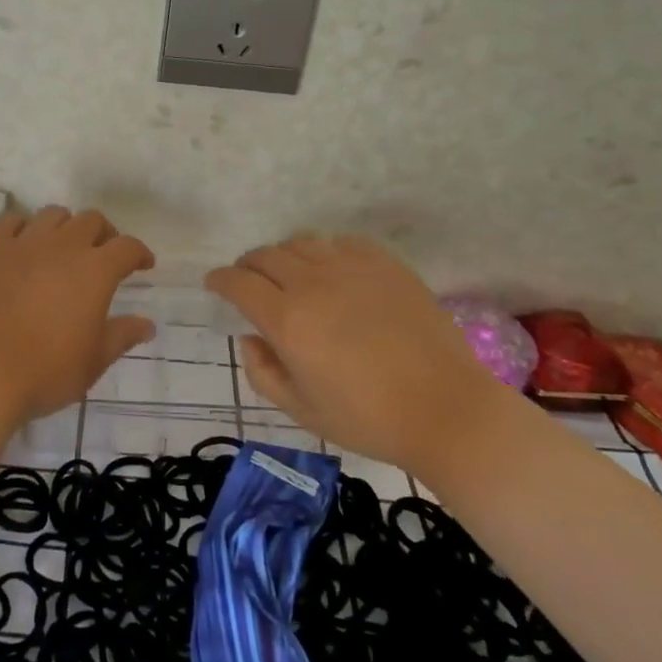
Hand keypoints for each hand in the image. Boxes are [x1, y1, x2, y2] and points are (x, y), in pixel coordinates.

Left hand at [0, 207, 154, 424]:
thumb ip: (122, 336)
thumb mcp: (93, 361)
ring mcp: (23, 244)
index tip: (143, 264)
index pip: (127, 247)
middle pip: (91, 220)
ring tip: (63, 248)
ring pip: (52, 214)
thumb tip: (147, 324)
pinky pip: (11, 222)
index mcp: (95, 270)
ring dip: (66, 226)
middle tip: (103, 255)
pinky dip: (24, 228)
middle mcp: (62, 246)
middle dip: (104, 234)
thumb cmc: (44, 372)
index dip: (139, 253)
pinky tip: (23, 246)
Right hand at [205, 235, 494, 470]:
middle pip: (266, 256)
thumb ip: (263, 372)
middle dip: (248, 265)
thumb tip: (250, 338)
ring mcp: (352, 268)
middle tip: (248, 280)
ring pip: (301, 243)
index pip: (239, 282)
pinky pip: (341, 242)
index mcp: (288, 320)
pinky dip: (324, 251)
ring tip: (288, 274)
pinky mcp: (385, 264)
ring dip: (284, 255)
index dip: (220, 279)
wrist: (446, 409)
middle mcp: (313, 284)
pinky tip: (331, 270)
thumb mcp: (302, 410)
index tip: (214, 284)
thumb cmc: (368, 419)